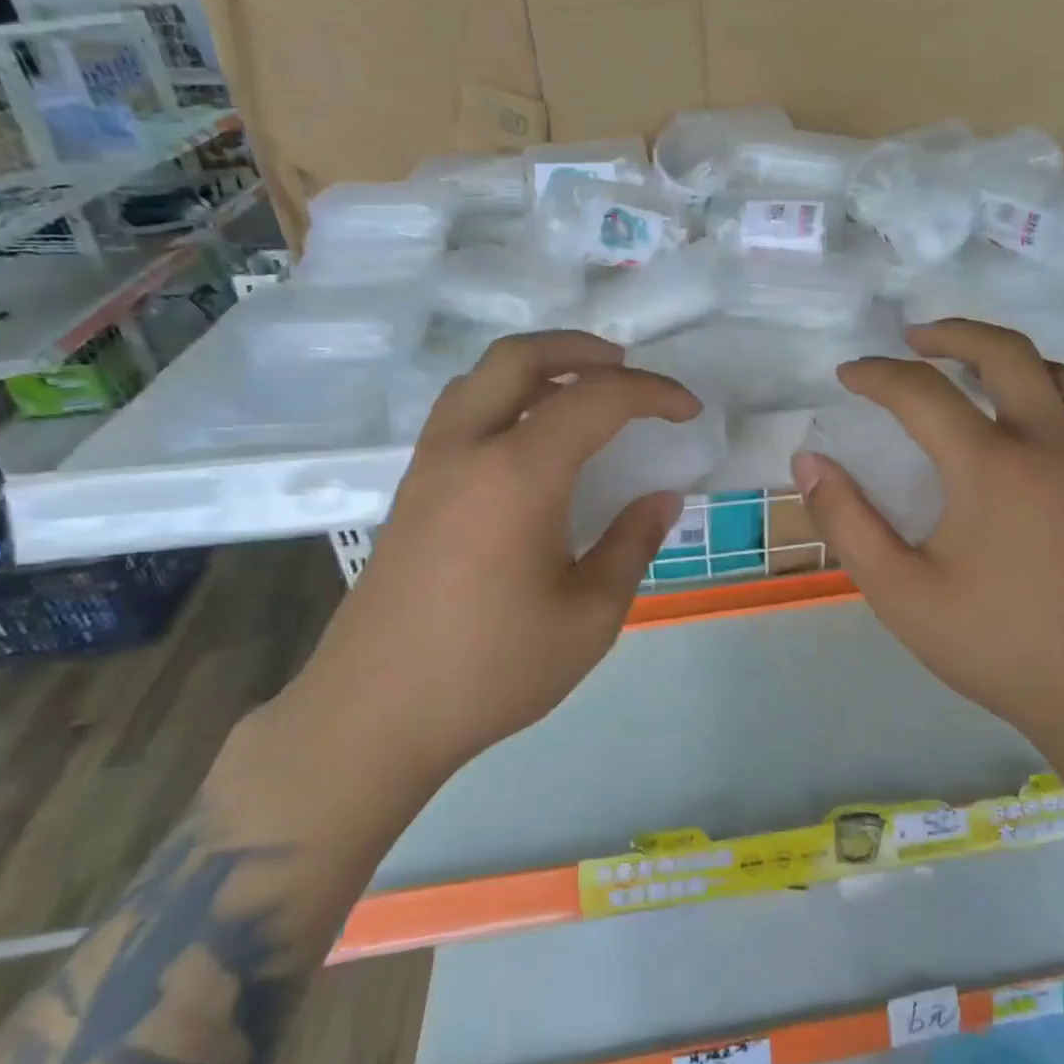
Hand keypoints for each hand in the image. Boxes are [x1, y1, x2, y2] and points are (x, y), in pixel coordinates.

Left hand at [297, 331, 697, 774]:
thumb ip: (631, 544)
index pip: (595, 399)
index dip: (652, 393)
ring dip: (537, 366)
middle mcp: (467, 449)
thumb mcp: (589, 616)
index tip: (689, 410)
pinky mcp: (411, 490)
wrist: (374, 714)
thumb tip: (662, 498)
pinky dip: (505, 395)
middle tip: (628, 367)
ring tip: (580, 388)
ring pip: (481, 377)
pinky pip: (461, 410)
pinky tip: (530, 437)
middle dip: (582, 349)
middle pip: (520, 357)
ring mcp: (430, 465)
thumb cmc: (493, 669)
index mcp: (518, 474)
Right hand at [790, 319, 1063, 743]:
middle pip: (1003, 352)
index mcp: (993, 467)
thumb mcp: (901, 593)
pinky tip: (1014, 420)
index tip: (848, 375)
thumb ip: (847, 522)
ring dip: (1001, 355)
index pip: (923, 392)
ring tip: (963, 365)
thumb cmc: (997, 646)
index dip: (878, 375)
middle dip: (950, 333)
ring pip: (1052, 371)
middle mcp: (1049, 444)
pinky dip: (1037, 387)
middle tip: (911, 339)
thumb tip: (808, 462)